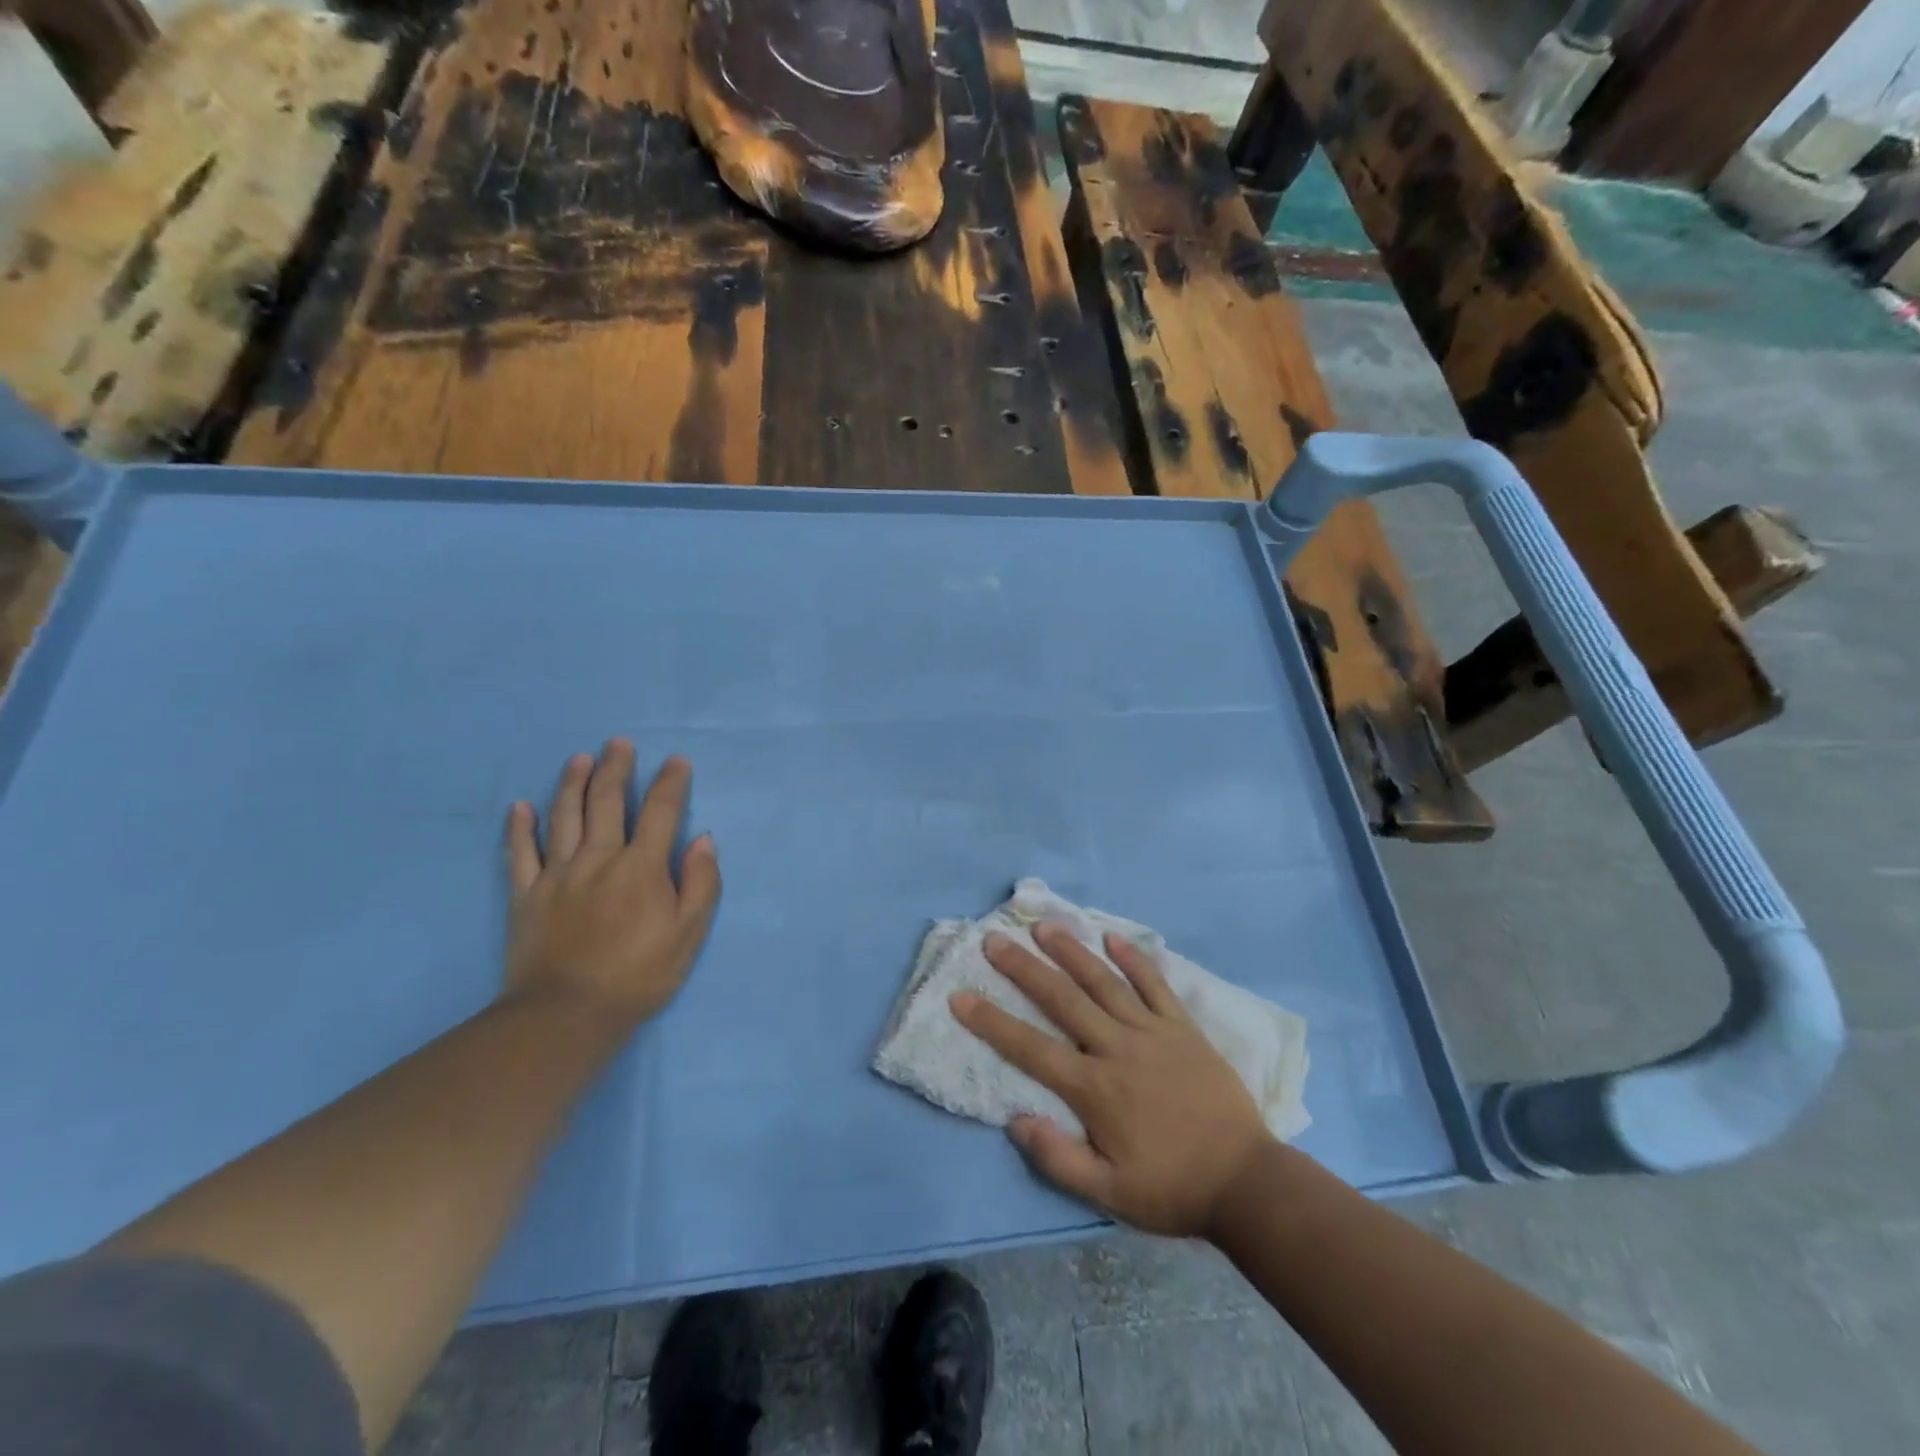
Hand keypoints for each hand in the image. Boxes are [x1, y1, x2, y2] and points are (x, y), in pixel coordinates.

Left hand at [503, 742, 721, 1025]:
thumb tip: (703, 840)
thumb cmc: (639, 975)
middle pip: (606, 802)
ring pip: (564, 817)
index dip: (671, 783)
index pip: (660, 811)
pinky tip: (521, 806)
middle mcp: (598, 859)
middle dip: (616, 768)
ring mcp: (557, 875)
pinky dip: (520, 827)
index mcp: (641, 867)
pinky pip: (520, 853)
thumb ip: (701, 883)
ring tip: (580, 758)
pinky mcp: (525, 895)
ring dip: (572, 783)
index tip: (677, 761)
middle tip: (619, 743)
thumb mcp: (689, 934)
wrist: (566, 1015)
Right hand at [951, 924, 1271, 1238]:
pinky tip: (1113, 937)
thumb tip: (1015, 1120)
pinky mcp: (1183, 1027)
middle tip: (995, 941)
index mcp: (1094, 1089)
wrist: (1246, 1182)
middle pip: (1063, 1000)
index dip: (992, 1022)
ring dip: (1072, 952)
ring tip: (1045, 927)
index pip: (1031, 1048)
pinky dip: (1135, 960)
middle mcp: (1117, 1049)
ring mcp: (1152, 1032)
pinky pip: (1156, 986)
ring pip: (1104, 982)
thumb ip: (1059, 1159)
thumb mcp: (1110, 1195)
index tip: (961, 996)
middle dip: (1025, 969)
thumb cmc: (1172, 1187)